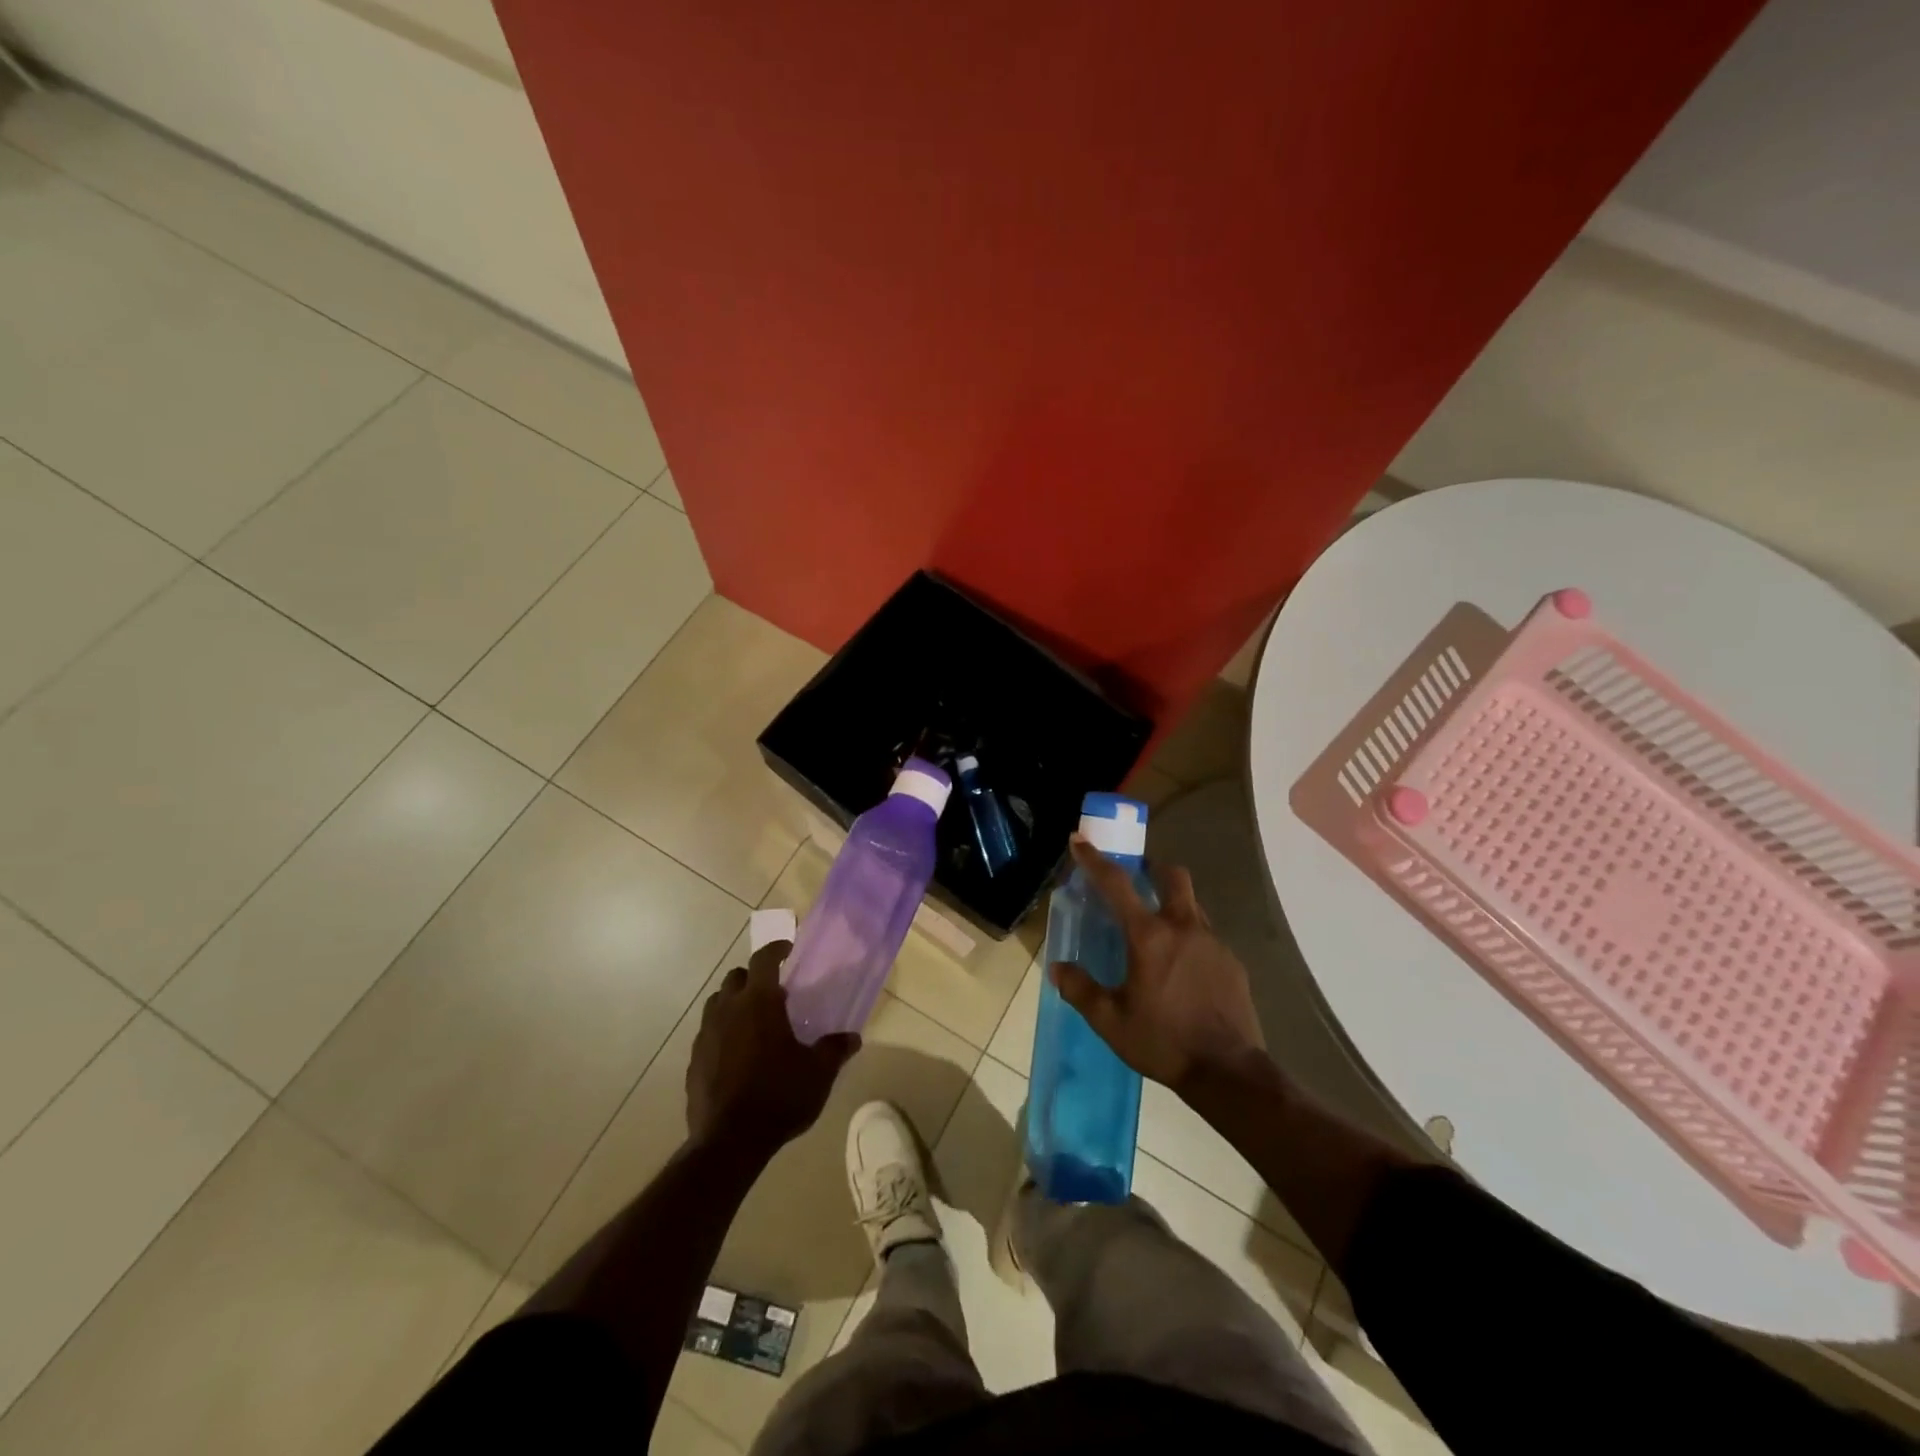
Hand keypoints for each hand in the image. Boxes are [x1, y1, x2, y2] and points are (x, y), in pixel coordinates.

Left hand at [686, 941, 859, 1158]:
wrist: (729, 1142)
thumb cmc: (779, 1095)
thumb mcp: (818, 1072)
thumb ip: (835, 1049)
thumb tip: (852, 1038)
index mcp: (759, 1002)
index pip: (763, 960)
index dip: (776, 949)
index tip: (787, 950)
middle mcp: (728, 1010)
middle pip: (735, 977)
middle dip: (752, 977)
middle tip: (773, 991)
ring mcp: (706, 1036)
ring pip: (717, 1004)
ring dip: (734, 1003)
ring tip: (754, 1022)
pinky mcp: (694, 1062)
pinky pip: (708, 1035)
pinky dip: (722, 1033)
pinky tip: (737, 1055)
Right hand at [1050, 837, 1266, 1093]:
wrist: (1228, 1073)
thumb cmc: (1163, 1042)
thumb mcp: (1110, 1021)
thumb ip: (1081, 990)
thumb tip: (1058, 969)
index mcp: (1149, 936)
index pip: (1116, 885)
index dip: (1094, 860)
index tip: (1079, 840)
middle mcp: (1183, 928)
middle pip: (1173, 876)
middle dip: (1154, 869)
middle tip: (1138, 880)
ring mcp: (1213, 942)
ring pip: (1192, 905)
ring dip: (1173, 905)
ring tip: (1158, 934)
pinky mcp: (1232, 963)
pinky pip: (1207, 936)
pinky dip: (1190, 939)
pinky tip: (1184, 970)